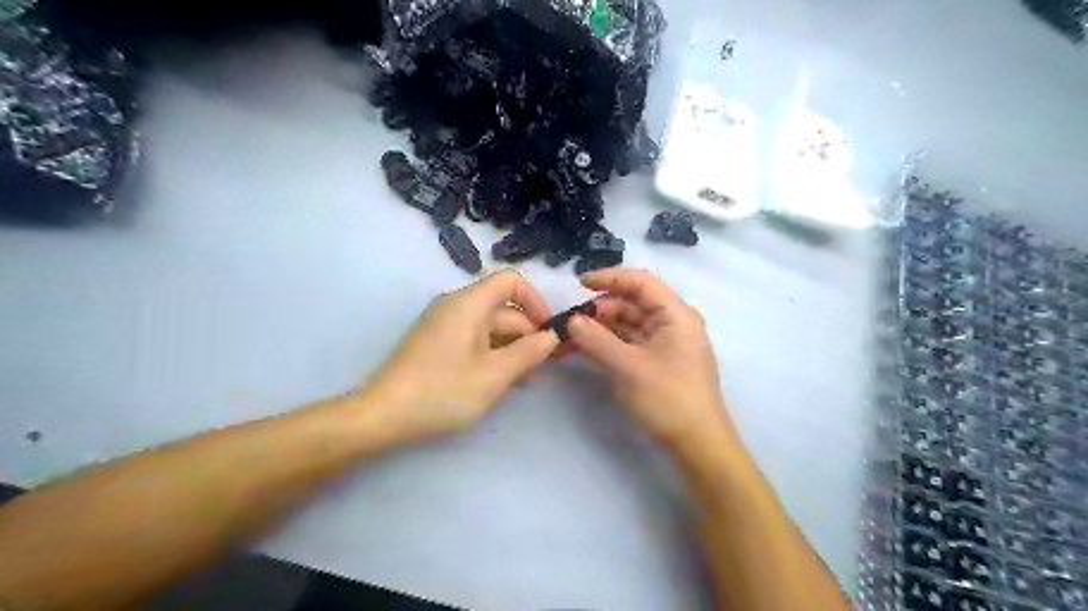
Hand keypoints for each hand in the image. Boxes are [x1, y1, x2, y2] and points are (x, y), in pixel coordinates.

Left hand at [359, 273, 560, 443]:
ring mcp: (444, 326)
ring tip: (528, 380)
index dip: (535, 302)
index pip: (511, 281)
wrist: (382, 416)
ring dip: (512, 348)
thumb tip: (552, 337)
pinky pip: (474, 340)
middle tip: (544, 367)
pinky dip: (492, 354)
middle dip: (527, 333)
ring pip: (490, 328)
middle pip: (503, 308)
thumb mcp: (494, 374)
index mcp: (469, 303)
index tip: (548, 333)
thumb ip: (529, 352)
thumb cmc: (443, 391)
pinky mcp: (436, 345)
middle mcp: (456, 307)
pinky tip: (502, 381)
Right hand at [564, 270, 733, 451]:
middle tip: (569, 323)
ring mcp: (663, 345)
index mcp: (675, 315)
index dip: (609, 278)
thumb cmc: (669, 400)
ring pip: (626, 326)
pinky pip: (628, 345)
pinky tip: (584, 350)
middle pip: (631, 304)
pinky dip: (607, 345)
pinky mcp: (655, 363)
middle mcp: (671, 324)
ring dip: (599, 329)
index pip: (641, 283)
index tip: (579, 284)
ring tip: (569, 338)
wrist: (698, 445)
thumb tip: (572, 320)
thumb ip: (597, 340)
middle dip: (599, 310)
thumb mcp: (629, 368)